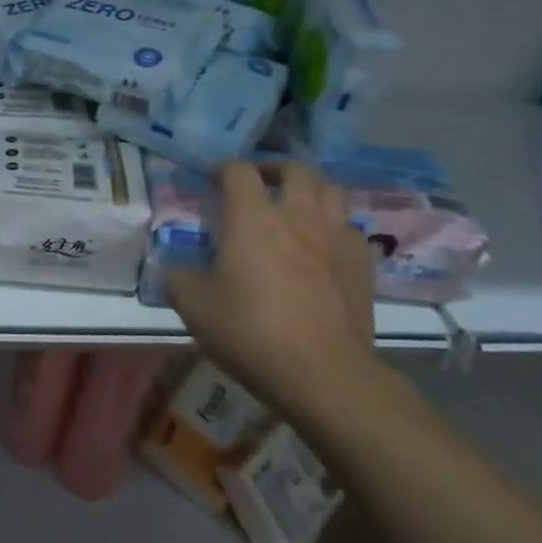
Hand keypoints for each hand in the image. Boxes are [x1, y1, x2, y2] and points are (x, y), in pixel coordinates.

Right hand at [169, 161, 381, 423]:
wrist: (324, 374)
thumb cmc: (251, 332)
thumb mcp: (194, 307)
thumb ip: (179, 277)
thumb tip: (177, 269)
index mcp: (253, 218)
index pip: (239, 170)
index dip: (222, 168)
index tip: (210, 180)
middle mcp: (298, 217)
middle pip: (295, 169)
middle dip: (274, 168)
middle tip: (259, 184)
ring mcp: (336, 239)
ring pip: (331, 192)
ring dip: (310, 191)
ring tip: (295, 208)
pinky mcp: (363, 266)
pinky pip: (350, 229)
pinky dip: (334, 227)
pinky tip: (323, 247)